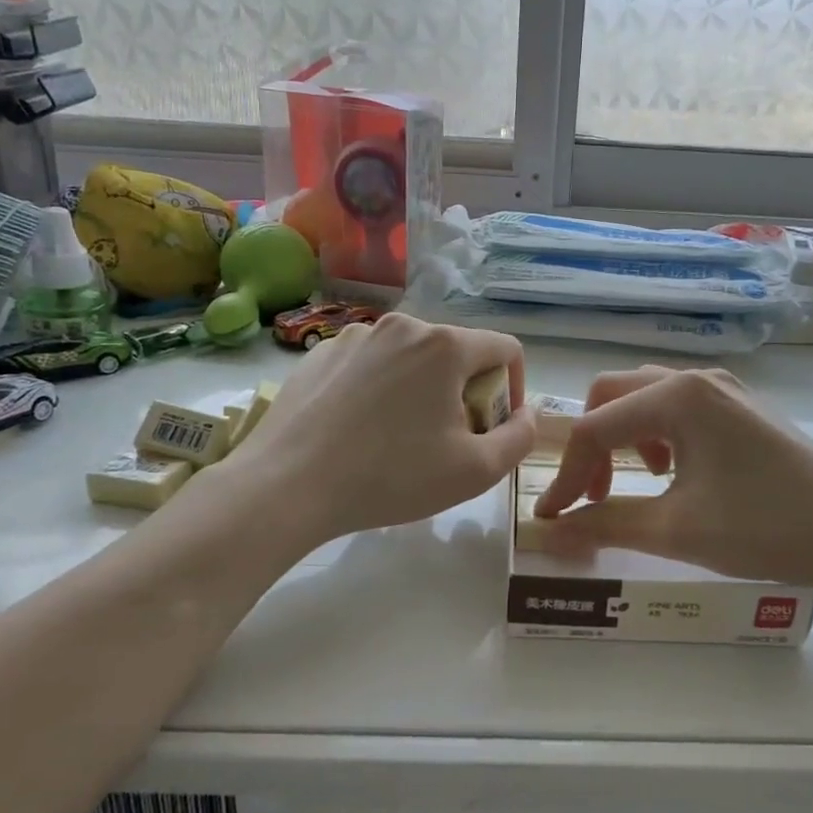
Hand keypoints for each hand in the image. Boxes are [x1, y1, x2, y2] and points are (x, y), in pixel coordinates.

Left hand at [218, 313, 535, 543]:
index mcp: (445, 346)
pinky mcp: (319, 354)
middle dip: (466, 392)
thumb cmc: (392, 477)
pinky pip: (369, 365)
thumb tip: (526, 414)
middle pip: (457, 353)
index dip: (514, 388)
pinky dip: (379, 390)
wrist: (287, 485)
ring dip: (422, 390)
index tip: (496, 426)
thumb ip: (519, 438)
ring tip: (400, 438)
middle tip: (449, 441)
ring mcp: (355, 336)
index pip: (506, 349)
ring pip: (411, 358)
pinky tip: (358, 430)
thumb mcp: (476, 470)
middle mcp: (402, 326)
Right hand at [533, 366, 812, 589]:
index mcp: (677, 396)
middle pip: (613, 395)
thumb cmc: (764, 526)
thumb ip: (605, 525)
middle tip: (594, 495)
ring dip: (623, 436)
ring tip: (635, 482)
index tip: (551, 517)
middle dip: (591, 445)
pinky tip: (675, 473)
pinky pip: (678, 407)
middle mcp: (696, 378)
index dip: (566, 474)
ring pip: (645, 397)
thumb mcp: (676, 530)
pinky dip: (656, 434)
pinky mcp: (741, 407)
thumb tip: (549, 533)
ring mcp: (724, 389)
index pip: (594, 428)